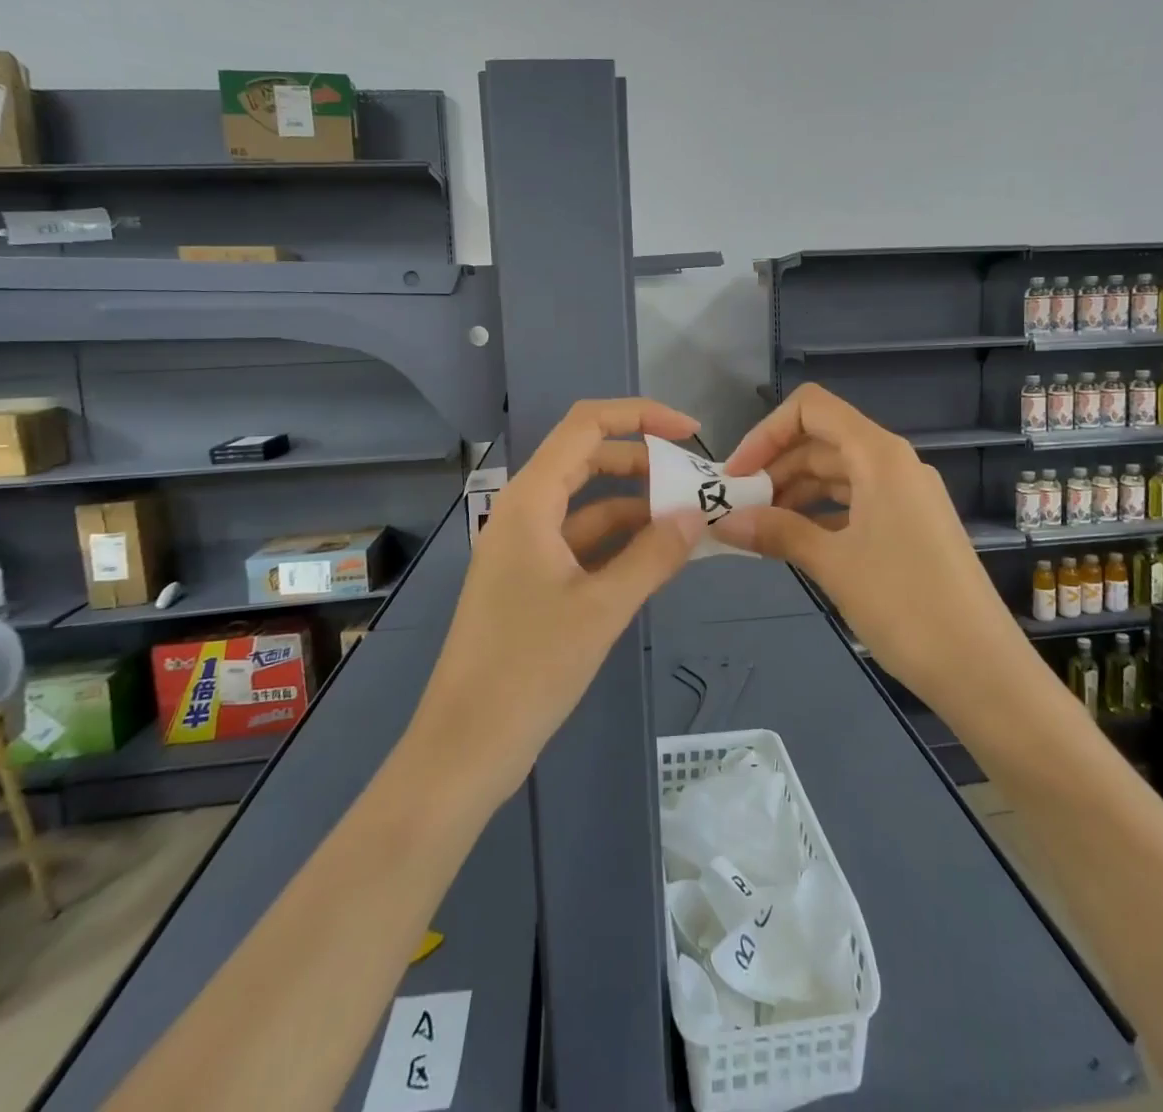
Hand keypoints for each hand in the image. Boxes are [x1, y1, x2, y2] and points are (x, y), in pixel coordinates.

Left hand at [412, 398, 706, 804]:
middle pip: (588, 459)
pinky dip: (619, 542)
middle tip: (695, 483)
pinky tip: (656, 557)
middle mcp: (524, 512)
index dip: (641, 415)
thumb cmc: (528, 669)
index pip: (586, 426)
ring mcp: (525, 547)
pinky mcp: (530, 580)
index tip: (691, 431)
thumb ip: (653, 556)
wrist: (465, 746)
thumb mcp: (601, 608)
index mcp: (530, 501)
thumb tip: (697, 515)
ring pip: (587, 504)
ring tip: (689, 521)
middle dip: (644, 462)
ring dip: (636, 506)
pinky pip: (581, 542)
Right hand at [712, 384, 1022, 710]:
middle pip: (822, 441)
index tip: (737, 476)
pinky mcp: (910, 525)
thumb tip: (724, 522)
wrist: (981, 667)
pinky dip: (820, 514)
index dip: (767, 433)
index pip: (812, 409)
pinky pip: (855, 503)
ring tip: (758, 527)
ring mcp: (905, 495)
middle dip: (774, 467)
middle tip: (737, 507)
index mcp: (879, 455)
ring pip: (837, 474)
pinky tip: (794, 542)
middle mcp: (894, 463)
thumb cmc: (905, 603)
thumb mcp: (833, 564)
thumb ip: (777, 532)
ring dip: (794, 493)